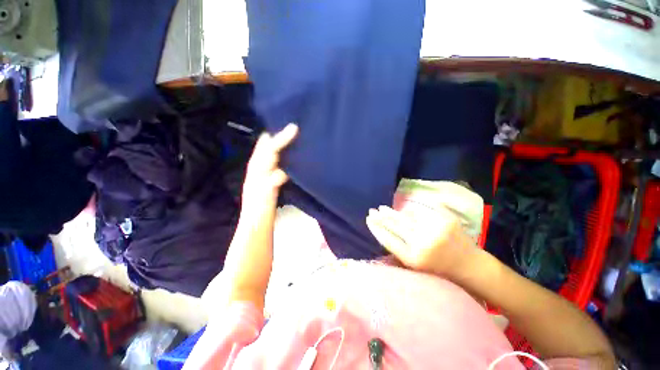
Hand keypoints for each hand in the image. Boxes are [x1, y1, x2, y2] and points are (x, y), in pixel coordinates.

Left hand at [241, 123, 297, 212]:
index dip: (281, 137)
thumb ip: (271, 183)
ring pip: (271, 151)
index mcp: (257, 168)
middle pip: (268, 145)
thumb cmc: (259, 209)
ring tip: (293, 136)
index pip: (269, 148)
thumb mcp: (265, 196)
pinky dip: (282, 154)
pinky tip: (291, 154)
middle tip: (293, 127)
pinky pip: (275, 160)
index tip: (295, 128)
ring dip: (281, 143)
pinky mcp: (269, 176)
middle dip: (278, 135)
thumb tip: (281, 173)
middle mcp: (258, 165)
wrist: (255, 221)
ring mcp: (263, 170)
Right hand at [366, 205, 476, 276]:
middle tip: (372, 210)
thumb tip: (382, 229)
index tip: (367, 220)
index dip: (375, 228)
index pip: (387, 239)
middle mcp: (423, 244)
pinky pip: (423, 210)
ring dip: (392, 212)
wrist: (470, 266)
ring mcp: (436, 229)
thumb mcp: (415, 267)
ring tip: (382, 208)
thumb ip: (399, 250)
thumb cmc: (438, 269)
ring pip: (406, 216)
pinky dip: (410, 209)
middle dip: (380, 217)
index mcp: (414, 259)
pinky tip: (402, 208)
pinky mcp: (447, 219)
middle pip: (395, 225)